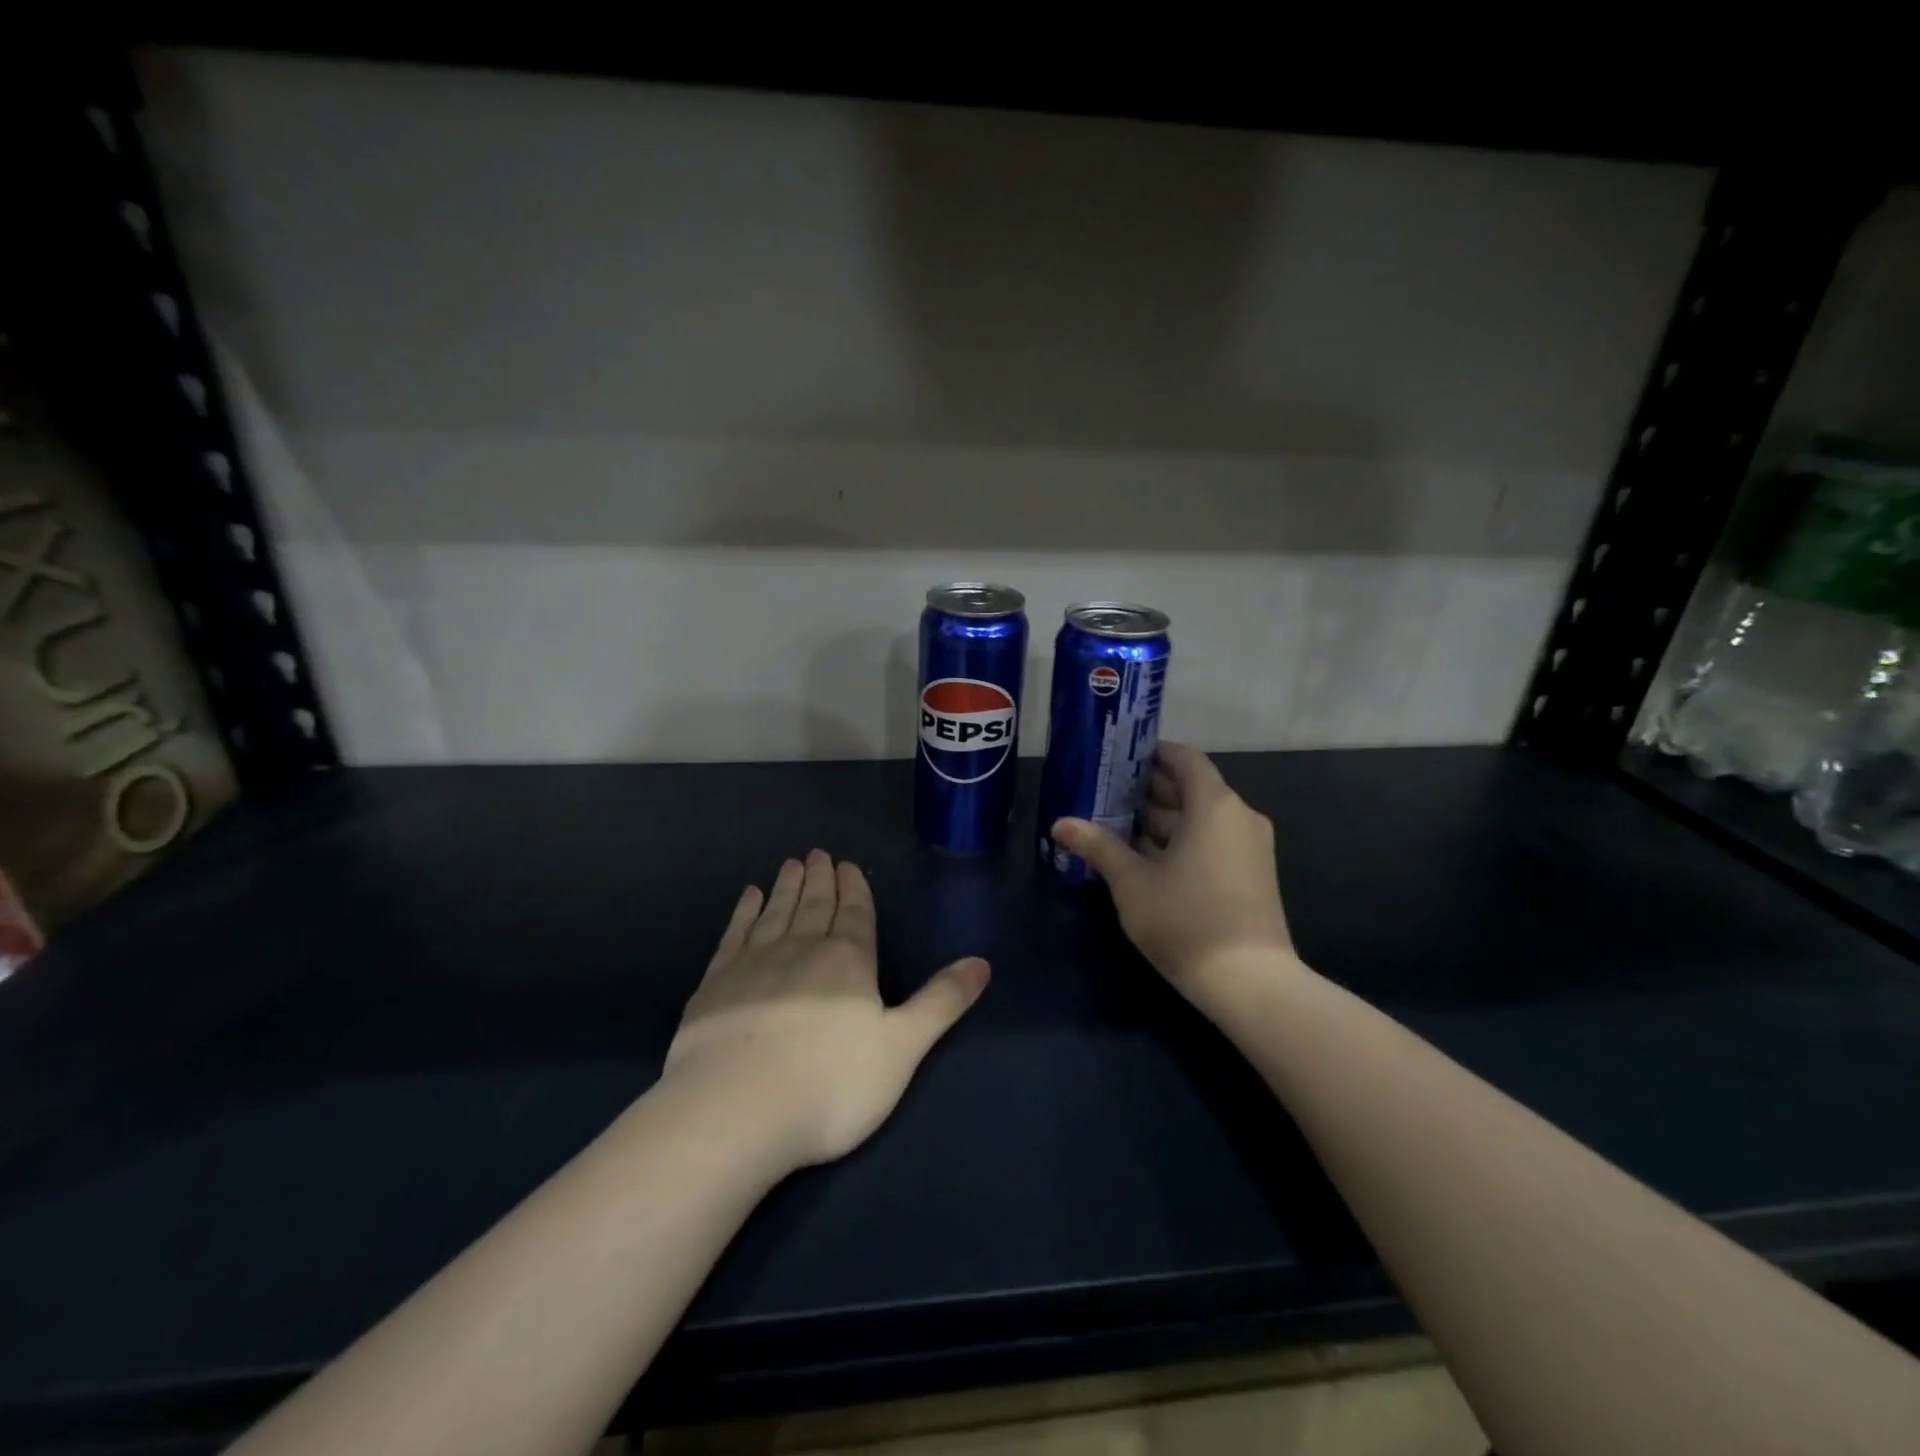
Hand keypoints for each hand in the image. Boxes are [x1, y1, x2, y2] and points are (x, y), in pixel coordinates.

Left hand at [665, 850, 988, 1169]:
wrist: (735, 1112)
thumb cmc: (831, 1085)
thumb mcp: (902, 1047)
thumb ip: (941, 1002)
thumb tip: (982, 962)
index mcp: (848, 961)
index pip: (855, 914)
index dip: (854, 889)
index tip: (847, 865)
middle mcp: (801, 950)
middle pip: (814, 906)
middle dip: (820, 879)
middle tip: (817, 854)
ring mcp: (753, 964)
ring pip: (776, 913)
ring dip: (786, 888)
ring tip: (791, 865)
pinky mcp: (714, 985)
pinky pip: (734, 935)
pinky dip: (743, 913)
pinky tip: (748, 898)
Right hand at [1052, 743, 1296, 1016]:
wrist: (1250, 983)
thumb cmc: (1185, 919)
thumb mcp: (1132, 882)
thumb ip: (1097, 846)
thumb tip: (1060, 823)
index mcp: (1214, 805)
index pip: (1184, 759)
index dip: (1151, 753)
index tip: (1118, 757)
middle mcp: (1238, 817)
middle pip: (1191, 789)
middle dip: (1148, 790)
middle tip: (1104, 791)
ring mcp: (1249, 847)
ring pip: (1200, 819)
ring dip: (1161, 820)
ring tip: (1115, 823)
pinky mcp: (1251, 874)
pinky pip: (1212, 842)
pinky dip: (1181, 841)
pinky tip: (1144, 857)